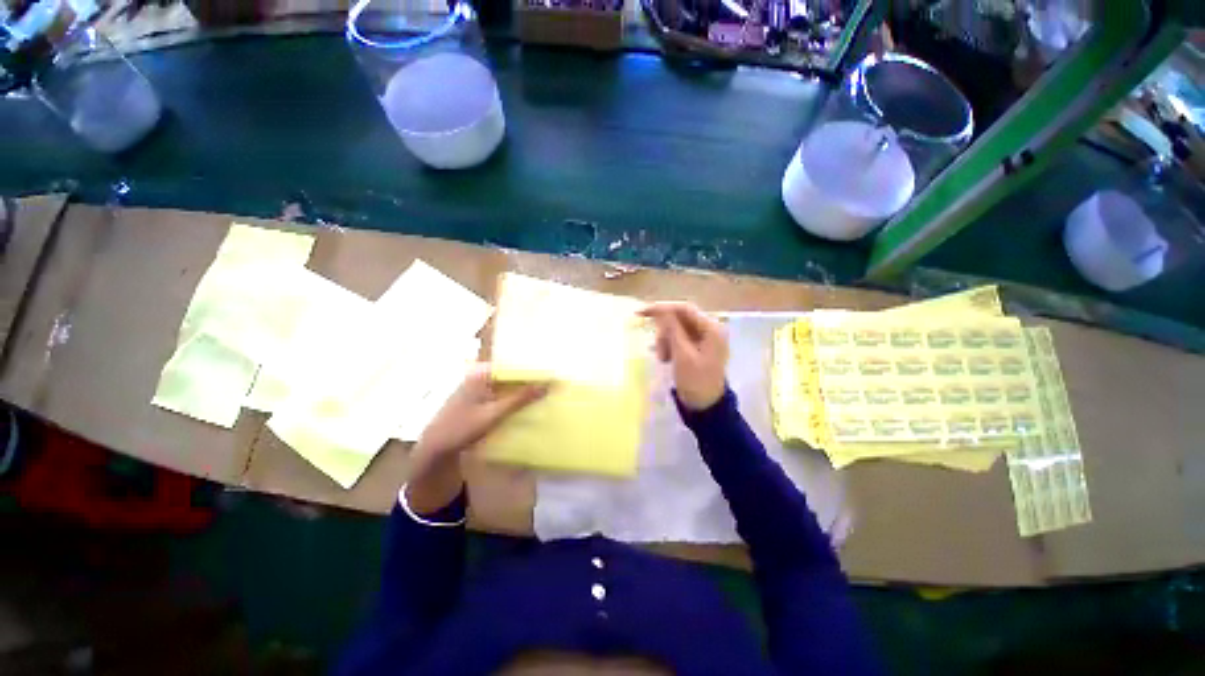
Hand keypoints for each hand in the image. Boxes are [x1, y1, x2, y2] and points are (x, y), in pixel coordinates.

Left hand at [406, 365, 546, 514]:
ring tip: (546, 389)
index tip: (554, 373)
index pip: (514, 364)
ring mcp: (479, 385)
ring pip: (508, 382)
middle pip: (511, 372)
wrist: (435, 448)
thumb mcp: (494, 414)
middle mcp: (480, 374)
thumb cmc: (462, 428)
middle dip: (531, 377)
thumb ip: (521, 398)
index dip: (534, 368)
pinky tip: (528, 401)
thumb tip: (548, 384)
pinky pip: (502, 391)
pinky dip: (514, 395)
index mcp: (482, 372)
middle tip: (553, 381)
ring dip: (524, 387)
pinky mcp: (479, 396)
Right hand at [640, 302, 728, 410]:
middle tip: (658, 350)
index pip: (684, 309)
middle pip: (680, 318)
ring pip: (677, 329)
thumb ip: (672, 330)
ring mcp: (705, 338)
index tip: (640, 312)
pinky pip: (679, 338)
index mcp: (712, 328)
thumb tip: (661, 309)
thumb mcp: (682, 355)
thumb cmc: (695, 381)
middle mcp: (710, 328)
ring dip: (666, 341)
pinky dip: (670, 346)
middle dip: (665, 332)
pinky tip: (666, 359)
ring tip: (663, 359)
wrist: (706, 407)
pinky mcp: (698, 346)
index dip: (662, 308)